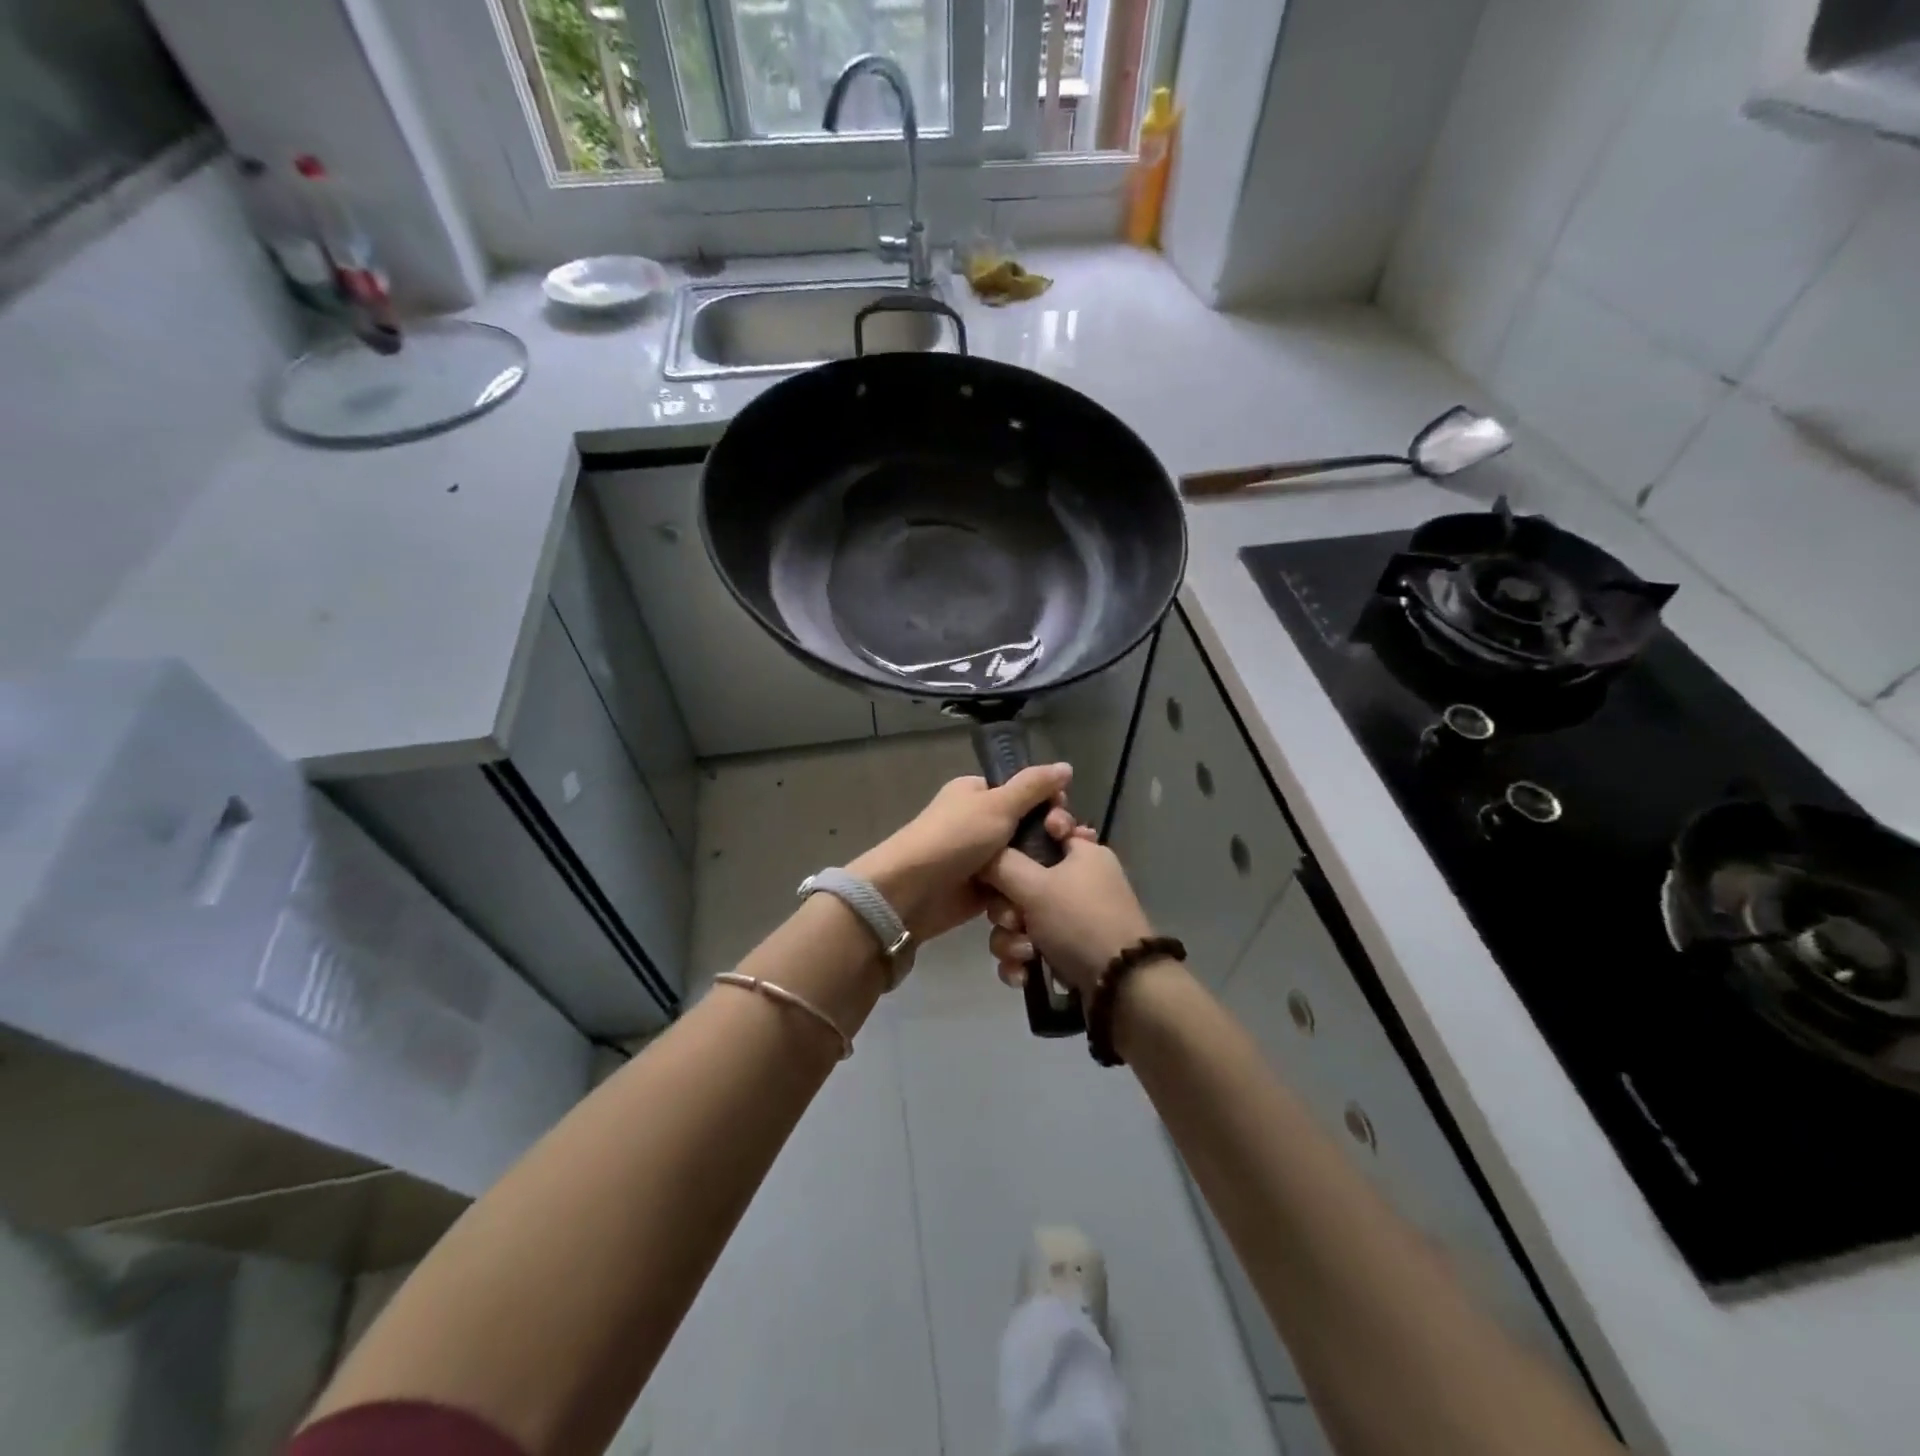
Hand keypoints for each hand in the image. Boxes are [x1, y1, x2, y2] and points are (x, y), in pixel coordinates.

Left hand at [849, 765, 1076, 946]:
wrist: (911, 892)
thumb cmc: (954, 838)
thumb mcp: (998, 804)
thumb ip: (1033, 786)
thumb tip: (1066, 766)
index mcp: (978, 793)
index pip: (1025, 793)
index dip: (1050, 804)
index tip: (1065, 818)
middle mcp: (980, 822)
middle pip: (1029, 828)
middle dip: (1050, 840)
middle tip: (1068, 848)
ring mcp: (981, 859)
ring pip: (1024, 861)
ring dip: (1040, 871)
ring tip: (1061, 879)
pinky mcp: (981, 891)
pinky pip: (1013, 888)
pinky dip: (1024, 894)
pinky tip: (1043, 899)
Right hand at [980, 821, 1155, 998]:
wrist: (1120, 987)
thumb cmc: (1080, 921)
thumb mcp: (1036, 885)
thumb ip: (1002, 863)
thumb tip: (981, 855)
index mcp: (1082, 853)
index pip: (1046, 829)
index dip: (1020, 840)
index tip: (1006, 857)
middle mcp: (1078, 881)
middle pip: (1021, 881)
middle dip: (1006, 907)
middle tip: (1014, 920)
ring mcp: (1072, 919)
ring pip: (1020, 919)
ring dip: (1011, 940)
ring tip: (1025, 955)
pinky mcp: (1066, 952)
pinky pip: (1028, 947)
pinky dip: (1022, 961)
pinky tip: (1023, 974)